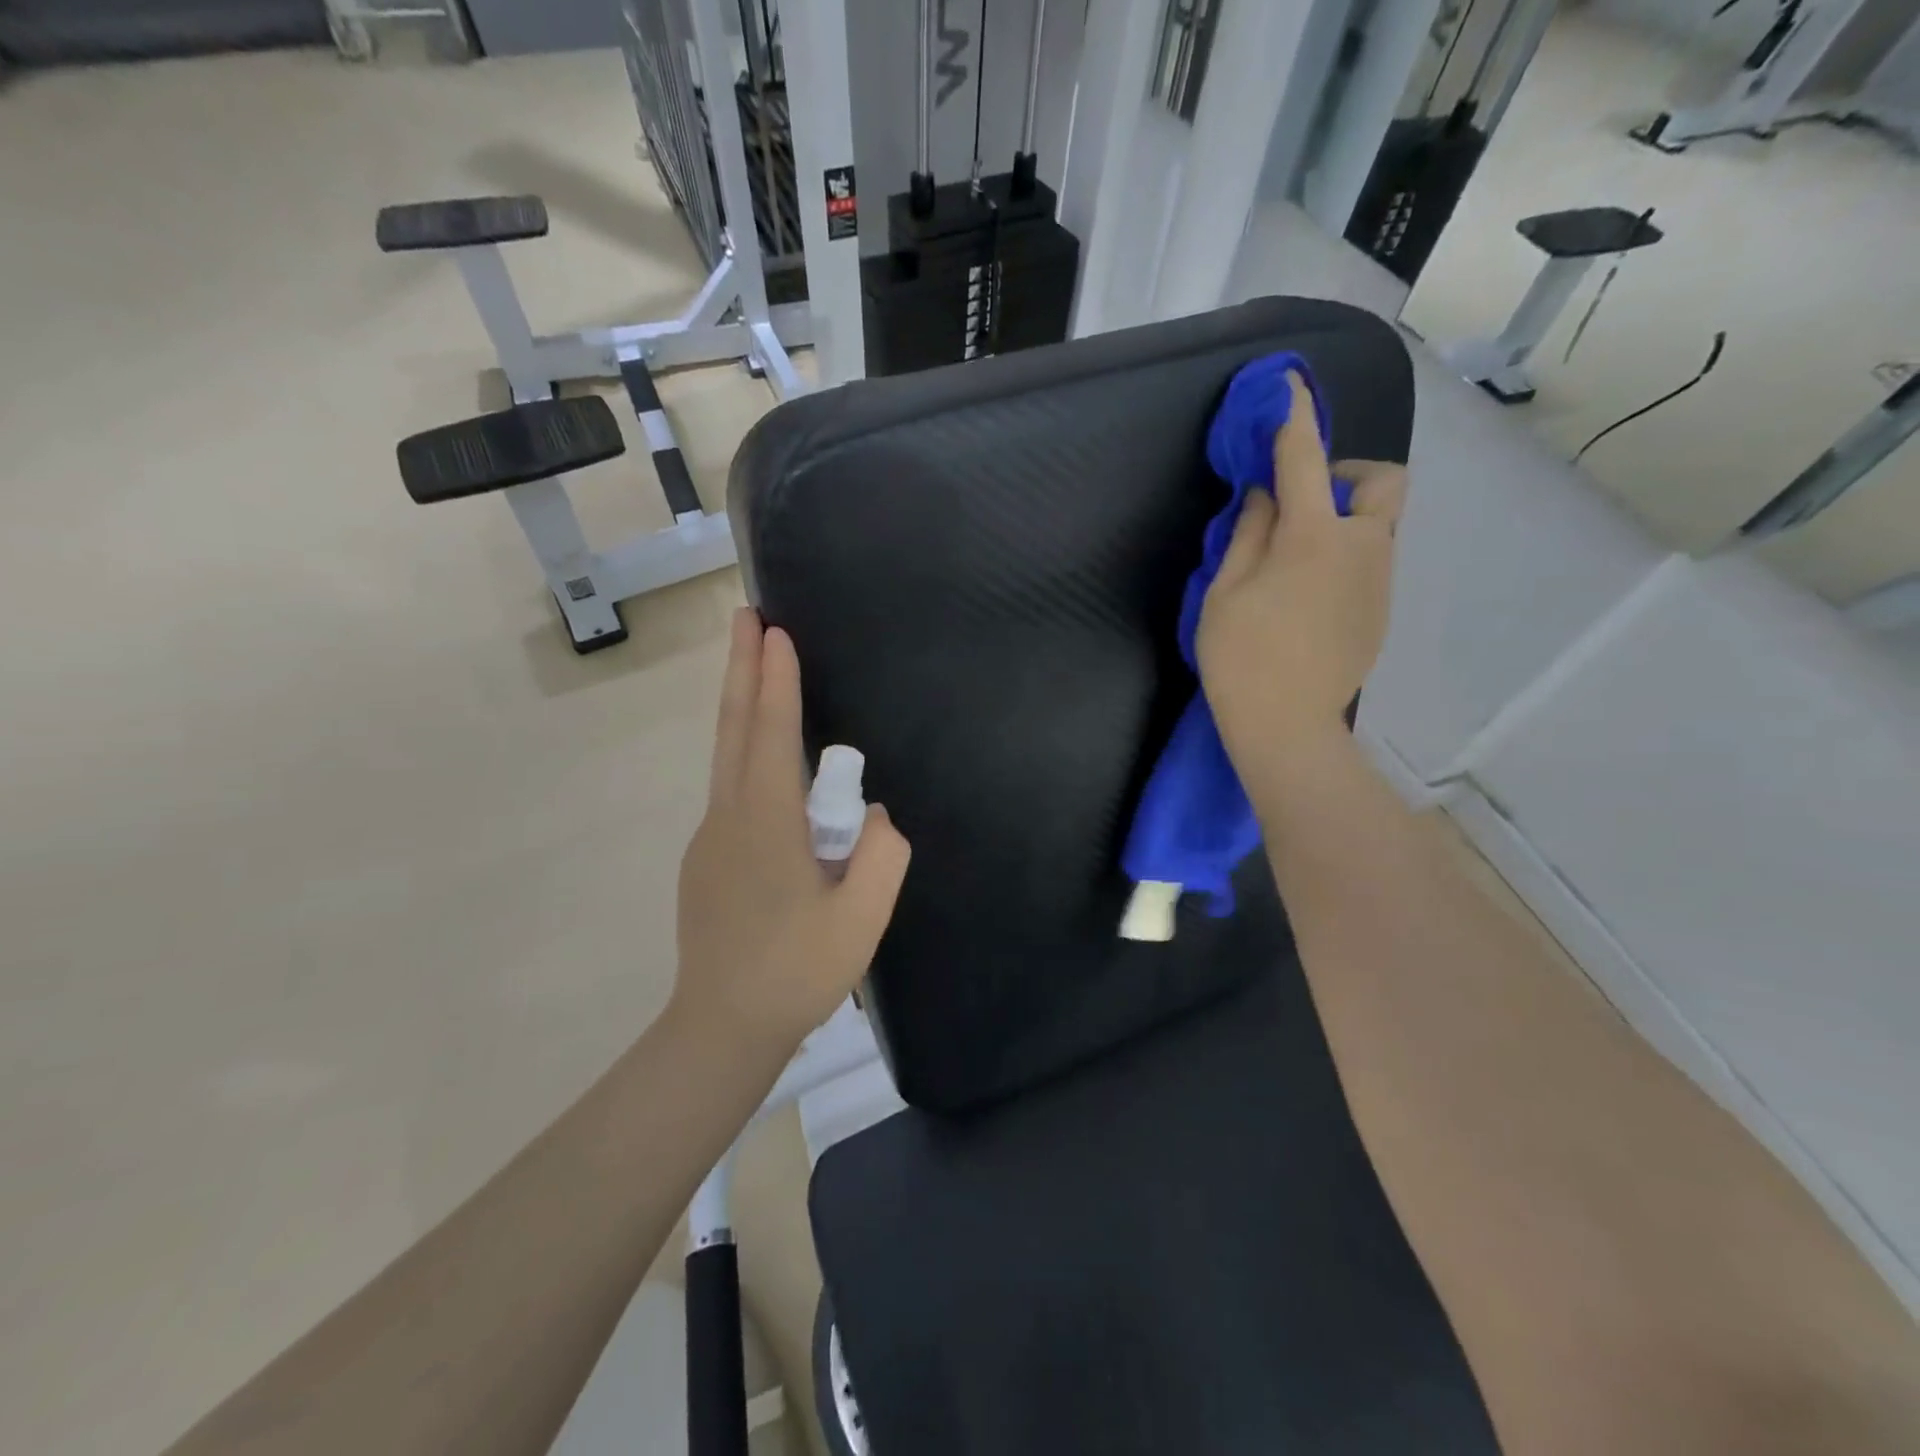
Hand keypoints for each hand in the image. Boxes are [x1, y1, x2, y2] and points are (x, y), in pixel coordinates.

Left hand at [673, 609, 910, 1054]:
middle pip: (735, 728)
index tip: (774, 631)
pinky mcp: (706, 860)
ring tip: (754, 669)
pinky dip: (744, 753)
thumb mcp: (863, 917)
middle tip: (744, 617)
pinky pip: (730, 790)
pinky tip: (766, 763)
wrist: (722, 1028)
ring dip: (740, 705)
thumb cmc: (797, 972)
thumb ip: (883, 854)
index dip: (776, 679)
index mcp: (768, 823)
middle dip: (741, 668)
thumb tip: (875, 815)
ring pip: (726, 757)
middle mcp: (730, 816)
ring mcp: (711, 838)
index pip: (773, 733)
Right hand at [1197, 372, 1406, 759]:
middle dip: (1350, 475)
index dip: (1294, 418)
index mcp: (1313, 537)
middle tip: (1306, 503)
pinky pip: (1371, 565)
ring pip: (1379, 527)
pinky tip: (1309, 600)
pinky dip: (1345, 560)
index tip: (1290, 385)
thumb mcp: (1226, 592)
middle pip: (1383, 483)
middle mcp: (1362, 547)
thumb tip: (1265, 496)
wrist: (1287, 725)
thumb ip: (1248, 534)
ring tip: (1296, 562)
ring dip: (1345, 522)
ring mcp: (1380, 582)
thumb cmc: (1241, 656)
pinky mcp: (1382, 611)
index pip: (1304, 460)